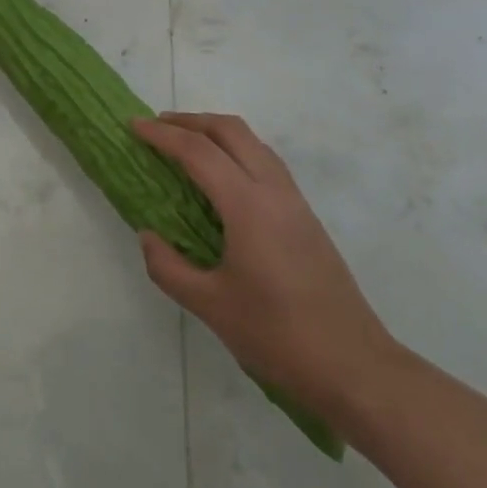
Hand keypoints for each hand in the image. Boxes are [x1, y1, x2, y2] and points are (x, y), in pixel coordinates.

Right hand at [133, 112, 396, 420]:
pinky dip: (236, 151)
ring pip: (253, 142)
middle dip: (190, 121)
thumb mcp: (210, 306)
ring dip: (215, 133)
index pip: (197, 151)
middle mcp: (273, 191)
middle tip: (156, 127)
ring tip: (184, 145)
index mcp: (248, 206)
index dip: (161, 134)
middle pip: (230, 130)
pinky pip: (266, 162)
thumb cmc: (278, 335)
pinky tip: (221, 178)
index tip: (132, 126)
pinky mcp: (305, 217)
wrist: (354, 366)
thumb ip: (169, 267)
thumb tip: (147, 236)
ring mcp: (295, 201)